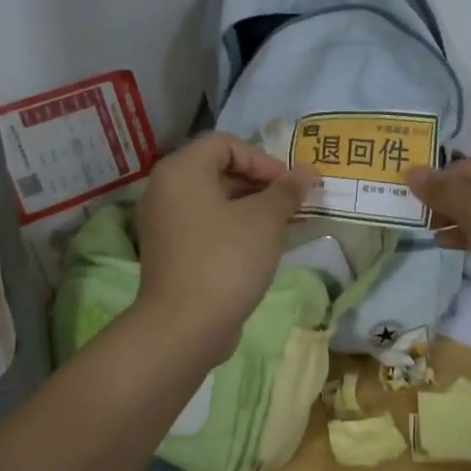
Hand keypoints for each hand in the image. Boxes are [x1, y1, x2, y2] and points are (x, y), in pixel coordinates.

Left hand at [134, 133, 317, 361]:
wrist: (184, 327)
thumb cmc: (226, 260)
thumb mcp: (264, 220)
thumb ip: (286, 191)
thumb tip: (307, 172)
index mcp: (181, 171)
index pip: (226, 144)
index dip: (263, 159)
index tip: (290, 185)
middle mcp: (165, 190)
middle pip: (218, 170)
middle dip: (260, 183)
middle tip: (292, 203)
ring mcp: (164, 223)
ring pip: (214, 201)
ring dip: (250, 207)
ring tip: (283, 225)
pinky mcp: (170, 252)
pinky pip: (206, 226)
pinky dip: (233, 228)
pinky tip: (261, 247)